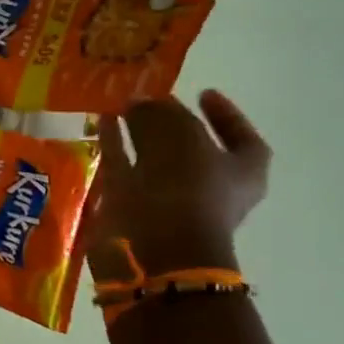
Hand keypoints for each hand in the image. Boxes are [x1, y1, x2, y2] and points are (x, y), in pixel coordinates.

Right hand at [89, 90, 270, 280]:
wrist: (155, 250)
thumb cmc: (188, 190)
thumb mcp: (184, 139)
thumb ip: (164, 115)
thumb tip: (142, 102)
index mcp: (240, 173)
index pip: (239, 135)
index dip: (223, 114)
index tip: (202, 93)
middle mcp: (208, 188)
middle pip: (191, 147)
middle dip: (170, 124)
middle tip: (150, 100)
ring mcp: (169, 200)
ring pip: (154, 160)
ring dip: (139, 135)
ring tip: (122, 107)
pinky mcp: (133, 208)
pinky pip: (124, 169)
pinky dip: (115, 146)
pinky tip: (102, 123)